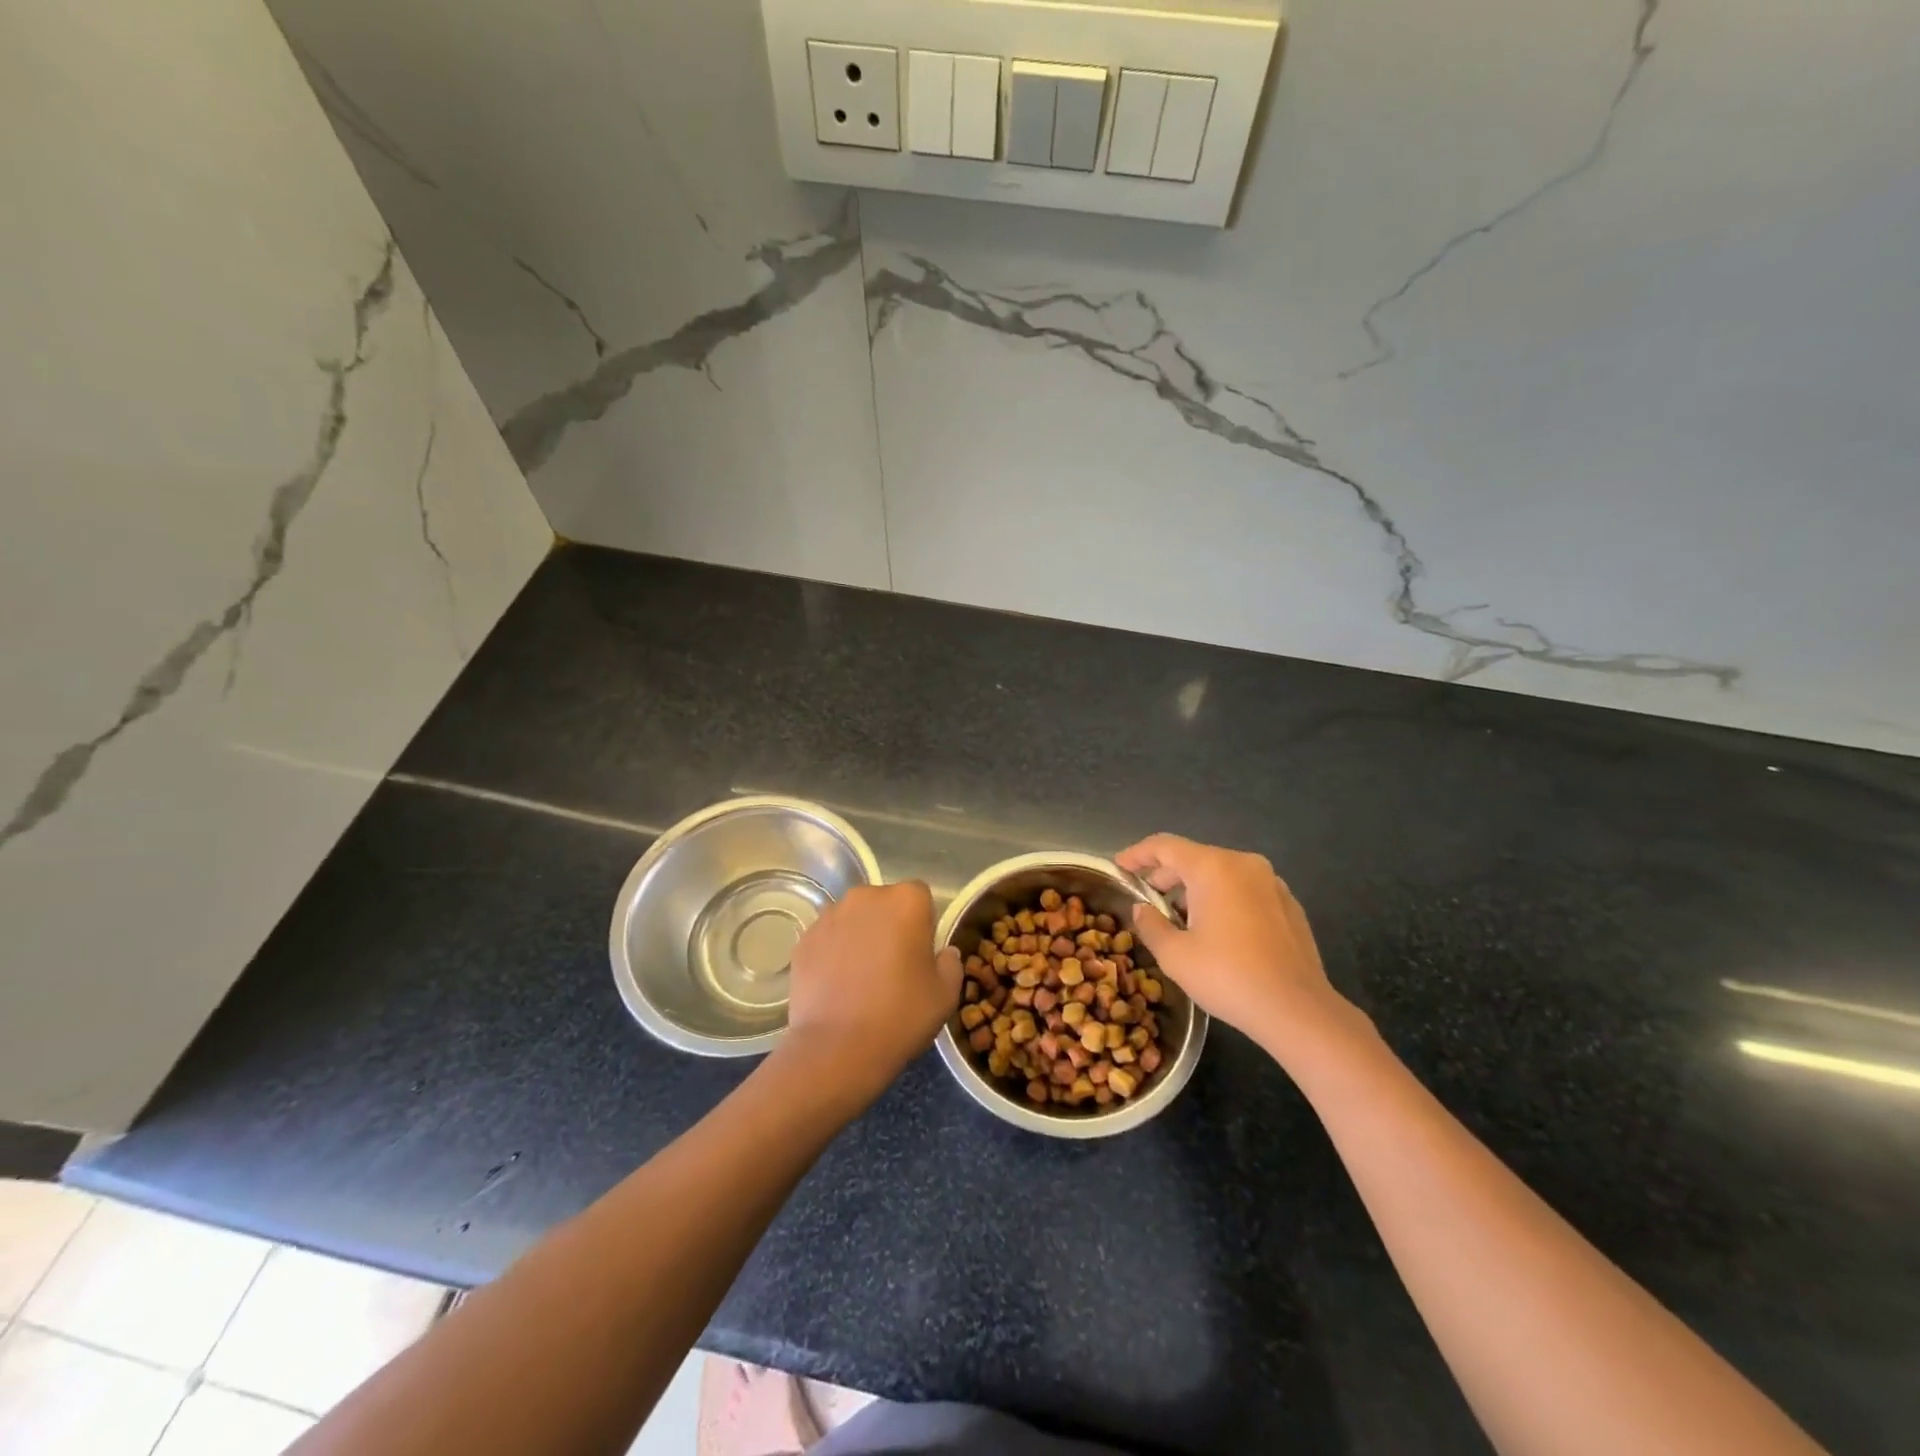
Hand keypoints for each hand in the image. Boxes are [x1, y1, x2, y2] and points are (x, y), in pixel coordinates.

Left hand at [779, 881, 961, 1102]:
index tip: (921, 953)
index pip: (920, 896)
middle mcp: (866, 897)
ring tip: (860, 978)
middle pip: (884, 903)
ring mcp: (829, 916)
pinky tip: (836, 986)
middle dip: (889, 925)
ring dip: (859, 937)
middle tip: (892, 965)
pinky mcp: (804, 939)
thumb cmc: (900, 1015)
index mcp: (906, 901)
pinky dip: (833, 954)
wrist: (836, 1049)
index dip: (923, 923)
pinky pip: (827, 939)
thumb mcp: (945, 995)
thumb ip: (950, 964)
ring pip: (853, 919)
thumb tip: (944, 953)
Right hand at [1115, 834, 1362, 1061]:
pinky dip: (1223, 899)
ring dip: (1195, 889)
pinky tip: (1217, 931)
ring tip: (1179, 918)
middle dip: (1166, 875)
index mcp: (1213, 868)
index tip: (1119, 867)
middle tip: (1147, 898)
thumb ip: (1151, 925)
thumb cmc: (1228, 977)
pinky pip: (1245, 890)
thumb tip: (1142, 909)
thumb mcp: (1175, 955)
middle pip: (1194, 858)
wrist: (1297, 1010)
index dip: (1137, 854)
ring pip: (1222, 874)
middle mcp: (1244, 864)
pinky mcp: (1289, 904)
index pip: (1164, 846)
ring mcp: (1271, 882)